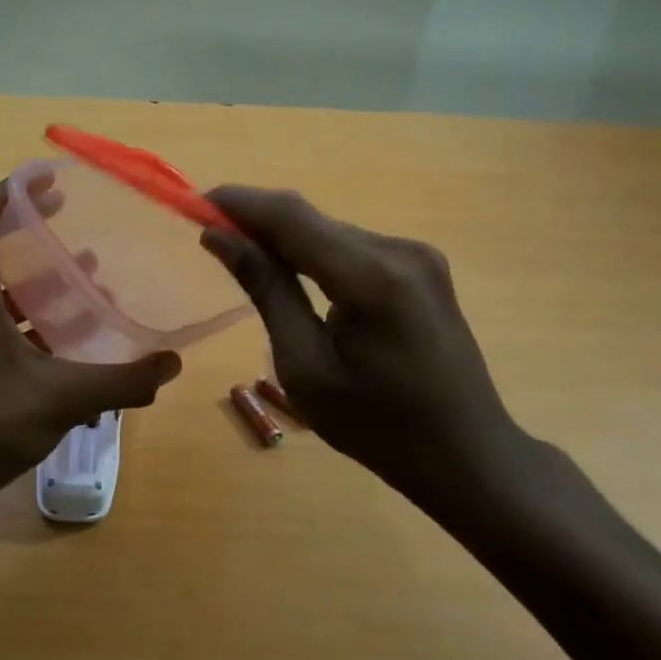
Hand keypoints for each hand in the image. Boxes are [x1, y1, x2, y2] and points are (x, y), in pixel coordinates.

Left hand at [0, 181, 181, 507]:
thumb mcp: (61, 399)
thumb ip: (121, 381)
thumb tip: (171, 364)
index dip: (10, 189)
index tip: (50, 179)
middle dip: (28, 223)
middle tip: (70, 213)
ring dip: (33, 271)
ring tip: (84, 270)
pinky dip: (27, 311)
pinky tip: (66, 335)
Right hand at [202, 187, 539, 526]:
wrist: (467, 456)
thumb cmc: (378, 428)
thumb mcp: (305, 367)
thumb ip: (266, 291)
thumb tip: (220, 236)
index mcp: (372, 277)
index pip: (291, 217)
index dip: (239, 203)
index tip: (193, 203)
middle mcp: (399, 250)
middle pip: (311, 219)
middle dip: (256, 220)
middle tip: (208, 234)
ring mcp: (416, 255)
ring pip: (330, 231)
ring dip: (285, 238)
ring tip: (241, 255)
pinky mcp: (421, 267)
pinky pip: (352, 247)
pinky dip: (314, 252)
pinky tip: (291, 271)